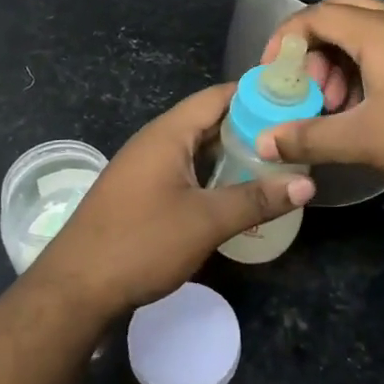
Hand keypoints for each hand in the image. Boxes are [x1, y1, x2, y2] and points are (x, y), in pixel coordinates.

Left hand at [29, 83, 313, 318]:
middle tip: (296, 139)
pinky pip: (185, 172)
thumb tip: (308, 182)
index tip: (297, 101)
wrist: (75, 288)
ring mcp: (145, 168)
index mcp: (168, 133)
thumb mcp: (206, 221)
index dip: (258, 95)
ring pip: (198, 150)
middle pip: (209, 121)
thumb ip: (257, 199)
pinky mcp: (142, 194)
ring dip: (233, 156)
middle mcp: (155, 142)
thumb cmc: (141, 243)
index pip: (218, 96)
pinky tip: (238, 195)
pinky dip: (213, 177)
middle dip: (251, 128)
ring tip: (277, 166)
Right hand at [257, 0, 383, 203]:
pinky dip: (367, 68)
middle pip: (340, 14)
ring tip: (339, 106)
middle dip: (313, 48)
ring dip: (341, 61)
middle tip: (309, 88)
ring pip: (367, 32)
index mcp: (377, 31)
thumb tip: (262, 142)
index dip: (284, 41)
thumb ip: (309, 137)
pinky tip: (371, 109)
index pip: (314, 15)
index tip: (273, 76)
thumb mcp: (366, 140)